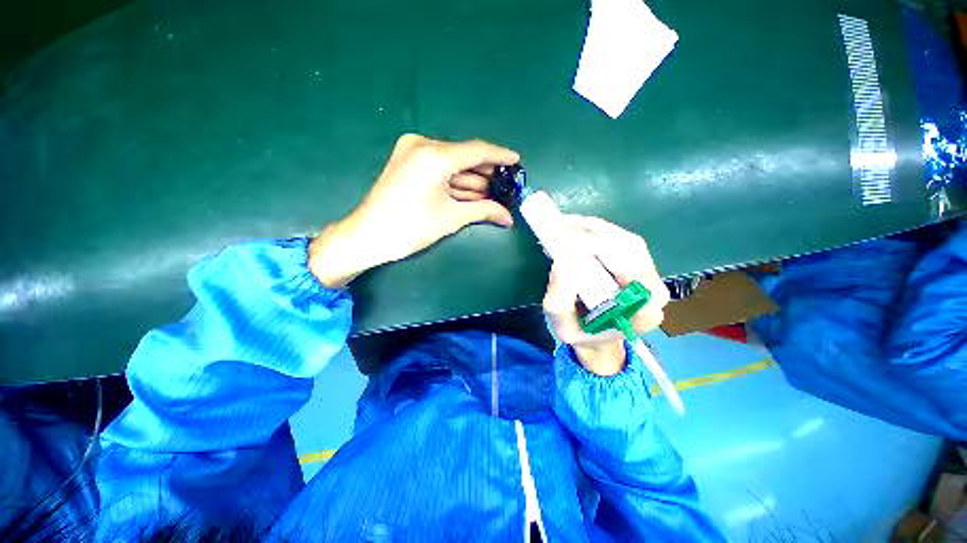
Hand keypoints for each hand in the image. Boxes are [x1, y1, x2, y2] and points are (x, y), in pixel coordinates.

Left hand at [309, 134, 519, 287]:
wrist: (367, 236)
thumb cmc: (410, 228)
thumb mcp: (451, 218)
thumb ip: (483, 211)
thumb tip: (509, 217)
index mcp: (434, 156)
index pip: (477, 151)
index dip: (500, 156)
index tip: (517, 161)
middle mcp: (422, 145)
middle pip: (464, 156)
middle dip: (486, 174)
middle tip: (505, 186)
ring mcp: (412, 151)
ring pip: (452, 163)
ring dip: (471, 179)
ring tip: (492, 194)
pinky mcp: (407, 161)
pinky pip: (439, 167)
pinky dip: (455, 180)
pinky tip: (471, 192)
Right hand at [542, 216, 669, 375]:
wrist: (598, 338)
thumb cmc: (582, 335)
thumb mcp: (563, 328)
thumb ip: (560, 303)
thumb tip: (560, 263)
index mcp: (643, 313)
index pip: (630, 271)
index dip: (599, 251)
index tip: (566, 243)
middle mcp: (655, 291)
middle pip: (628, 249)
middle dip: (591, 235)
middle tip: (559, 228)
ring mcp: (650, 274)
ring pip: (626, 240)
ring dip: (594, 228)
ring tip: (564, 225)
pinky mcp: (640, 264)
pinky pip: (622, 239)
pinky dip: (598, 230)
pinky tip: (577, 229)